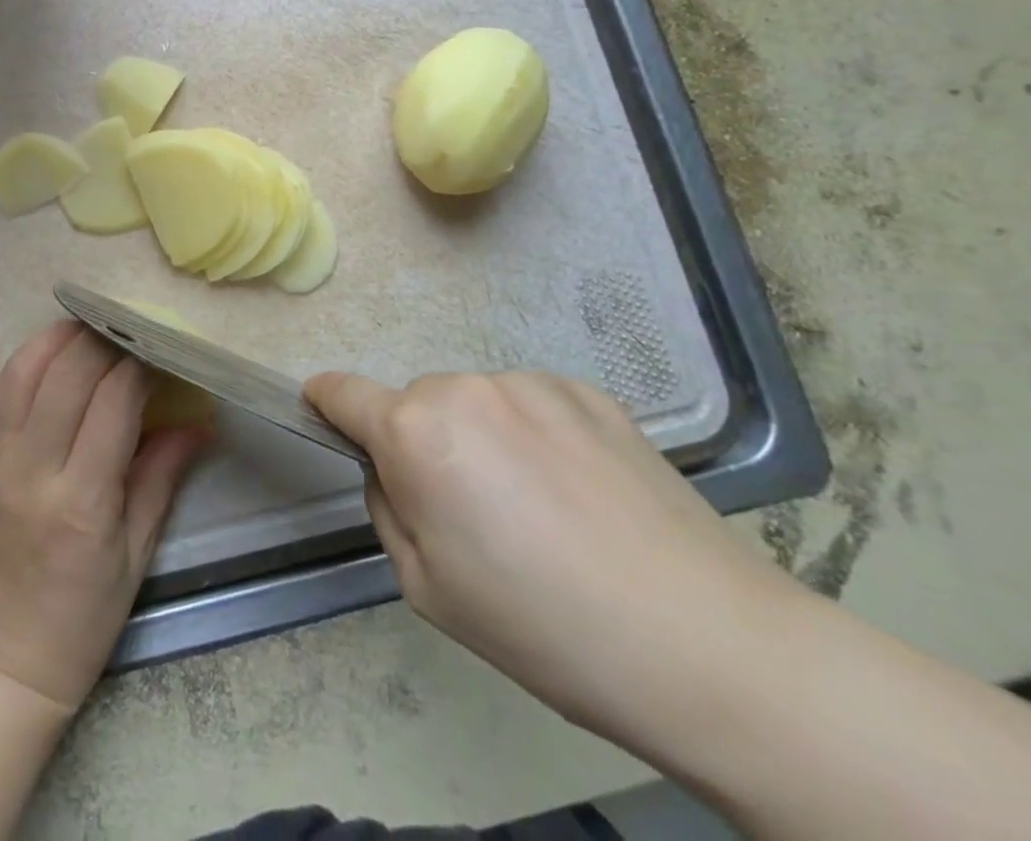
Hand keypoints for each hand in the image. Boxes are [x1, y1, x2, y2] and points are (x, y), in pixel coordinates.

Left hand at [0, 322, 208, 712]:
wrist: (8, 657)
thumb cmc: (84, 616)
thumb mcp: (137, 552)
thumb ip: (164, 474)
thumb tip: (200, 419)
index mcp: (82, 501)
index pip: (113, 402)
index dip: (139, 364)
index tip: (161, 348)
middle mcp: (35, 470)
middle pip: (67, 374)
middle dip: (104, 338)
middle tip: (133, 328)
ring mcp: (0, 459)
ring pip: (26, 370)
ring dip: (61, 336)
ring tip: (94, 323)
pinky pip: (5, 388)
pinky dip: (32, 356)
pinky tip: (59, 349)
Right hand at [305, 369, 799, 734]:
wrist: (705, 644)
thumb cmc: (543, 626)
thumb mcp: (426, 587)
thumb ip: (388, 508)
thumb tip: (395, 471)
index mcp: (414, 431)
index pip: (341, 392)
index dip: (325, 402)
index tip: (325, 414)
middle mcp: (464, 388)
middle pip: (416, 405)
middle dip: (424, 443)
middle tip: (473, 513)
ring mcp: (531, 385)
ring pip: (476, 403)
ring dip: (482, 438)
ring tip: (541, 508)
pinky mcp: (589, 393)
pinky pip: (532, 406)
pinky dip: (535, 436)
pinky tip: (582, 494)